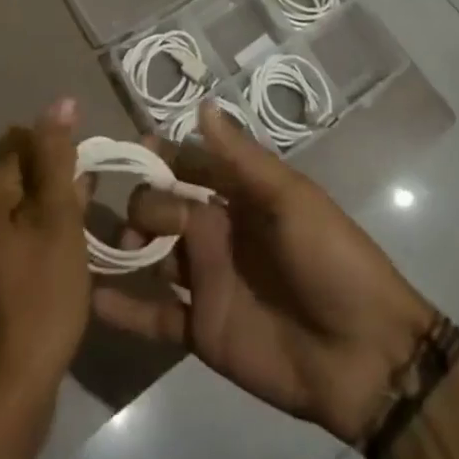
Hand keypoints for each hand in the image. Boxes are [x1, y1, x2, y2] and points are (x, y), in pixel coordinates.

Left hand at [0, 98, 91, 400]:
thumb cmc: (40, 294)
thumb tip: (61, 101)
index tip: (88, 176)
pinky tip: (68, 249)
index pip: (26, 137)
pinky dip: (44, 228)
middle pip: (23, 166)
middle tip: (88, 205)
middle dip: (59, 176)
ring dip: (54, 203)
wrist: (10, 386)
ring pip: (24, 198)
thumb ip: (58, 156)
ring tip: (83, 227)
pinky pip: (20, 226)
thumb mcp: (58, 217)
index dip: (62, 149)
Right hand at [91, 104, 437, 442]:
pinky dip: (125, 309)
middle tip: (132, 223)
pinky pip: (155, 314)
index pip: (189, 162)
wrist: (365, 355)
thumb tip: (201, 104)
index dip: (159, 154)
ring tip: (95, 250)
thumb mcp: (290, 200)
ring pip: (152, 254)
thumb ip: (241, 158)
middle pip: (163, 204)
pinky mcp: (202, 328)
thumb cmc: (331, 259)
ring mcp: (206, 279)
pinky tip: (93, 301)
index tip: (128, 149)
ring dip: (123, 248)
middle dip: (141, 203)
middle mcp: (217, 229)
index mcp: (239, 194)